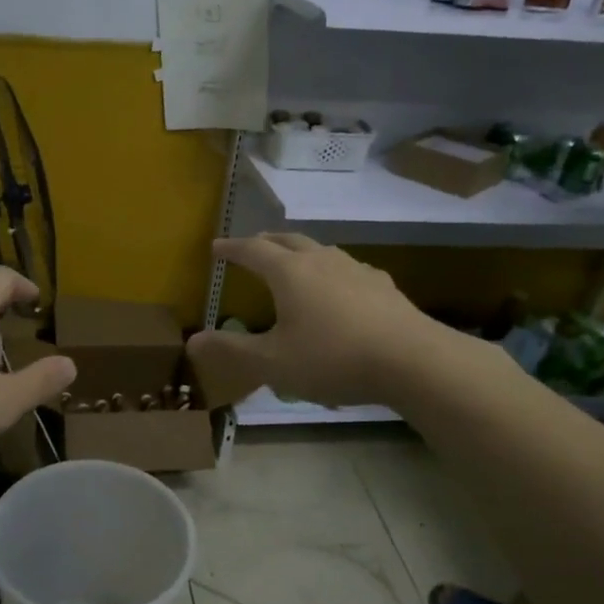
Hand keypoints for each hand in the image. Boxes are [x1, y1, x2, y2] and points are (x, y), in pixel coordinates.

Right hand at [187, 234, 489, 408]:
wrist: (411, 360)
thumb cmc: (332, 359)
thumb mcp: (273, 363)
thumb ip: (231, 351)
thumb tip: (191, 341)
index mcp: (289, 273)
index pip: (252, 250)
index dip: (232, 249)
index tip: (216, 247)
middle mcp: (321, 260)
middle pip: (287, 240)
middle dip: (265, 242)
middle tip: (251, 247)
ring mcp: (355, 269)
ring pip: (320, 250)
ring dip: (299, 252)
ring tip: (292, 263)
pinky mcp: (382, 285)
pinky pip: (347, 269)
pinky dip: (331, 271)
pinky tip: (339, 288)